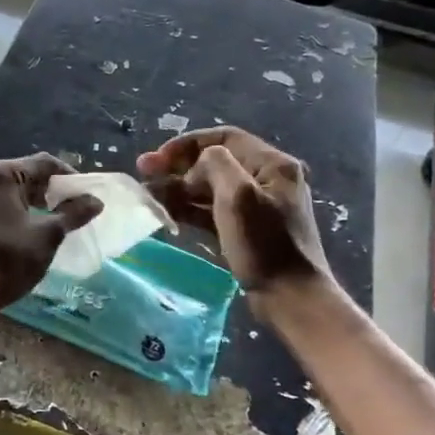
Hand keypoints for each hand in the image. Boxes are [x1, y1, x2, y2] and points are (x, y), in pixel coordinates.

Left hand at [0, 155, 102, 310]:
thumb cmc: (10, 257)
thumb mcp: (48, 234)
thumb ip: (73, 213)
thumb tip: (95, 201)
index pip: (44, 164)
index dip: (70, 178)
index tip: (87, 197)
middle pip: (26, 177)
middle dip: (53, 192)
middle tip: (75, 211)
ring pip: (12, 195)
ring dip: (36, 206)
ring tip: (57, 224)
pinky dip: (18, 216)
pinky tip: (32, 235)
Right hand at [135, 127, 332, 295]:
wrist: (290, 296)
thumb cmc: (264, 243)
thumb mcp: (238, 194)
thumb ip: (214, 165)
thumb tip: (196, 168)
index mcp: (272, 164)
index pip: (223, 138)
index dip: (186, 144)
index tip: (158, 159)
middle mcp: (266, 179)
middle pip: (215, 162)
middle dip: (178, 167)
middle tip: (144, 173)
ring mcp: (256, 207)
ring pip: (210, 188)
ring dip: (178, 189)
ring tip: (148, 195)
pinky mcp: (246, 231)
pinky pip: (212, 211)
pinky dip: (189, 209)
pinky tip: (166, 212)